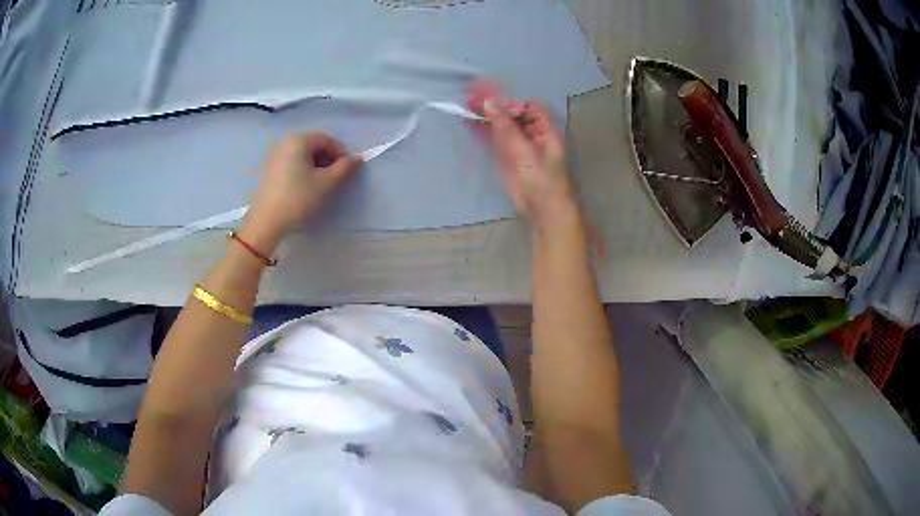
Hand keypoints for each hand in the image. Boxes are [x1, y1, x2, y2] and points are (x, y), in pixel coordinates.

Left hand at [241, 133, 361, 246]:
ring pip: (303, 155)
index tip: (347, 170)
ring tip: (321, 184)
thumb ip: (344, 168)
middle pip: (313, 145)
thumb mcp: (326, 182)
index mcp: (298, 141)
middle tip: (335, 177)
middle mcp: (285, 143)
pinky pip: (292, 163)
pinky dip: (303, 170)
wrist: (267, 220)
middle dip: (327, 159)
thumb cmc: (298, 197)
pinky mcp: (269, 170)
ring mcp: (275, 156)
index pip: (326, 140)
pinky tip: (305, 187)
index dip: (340, 153)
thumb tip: (358, 158)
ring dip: (316, 165)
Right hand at [468, 82, 578, 229]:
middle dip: (494, 106)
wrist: (542, 210)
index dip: (511, 103)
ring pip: (500, 126)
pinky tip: (469, 122)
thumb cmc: (541, 179)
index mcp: (544, 130)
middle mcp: (531, 135)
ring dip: (485, 116)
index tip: (491, 100)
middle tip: (472, 96)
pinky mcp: (506, 158)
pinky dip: (482, 131)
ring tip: (466, 104)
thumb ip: (506, 126)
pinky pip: (494, 140)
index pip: (528, 108)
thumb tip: (489, 101)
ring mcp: (517, 147)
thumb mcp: (524, 150)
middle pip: (512, 115)